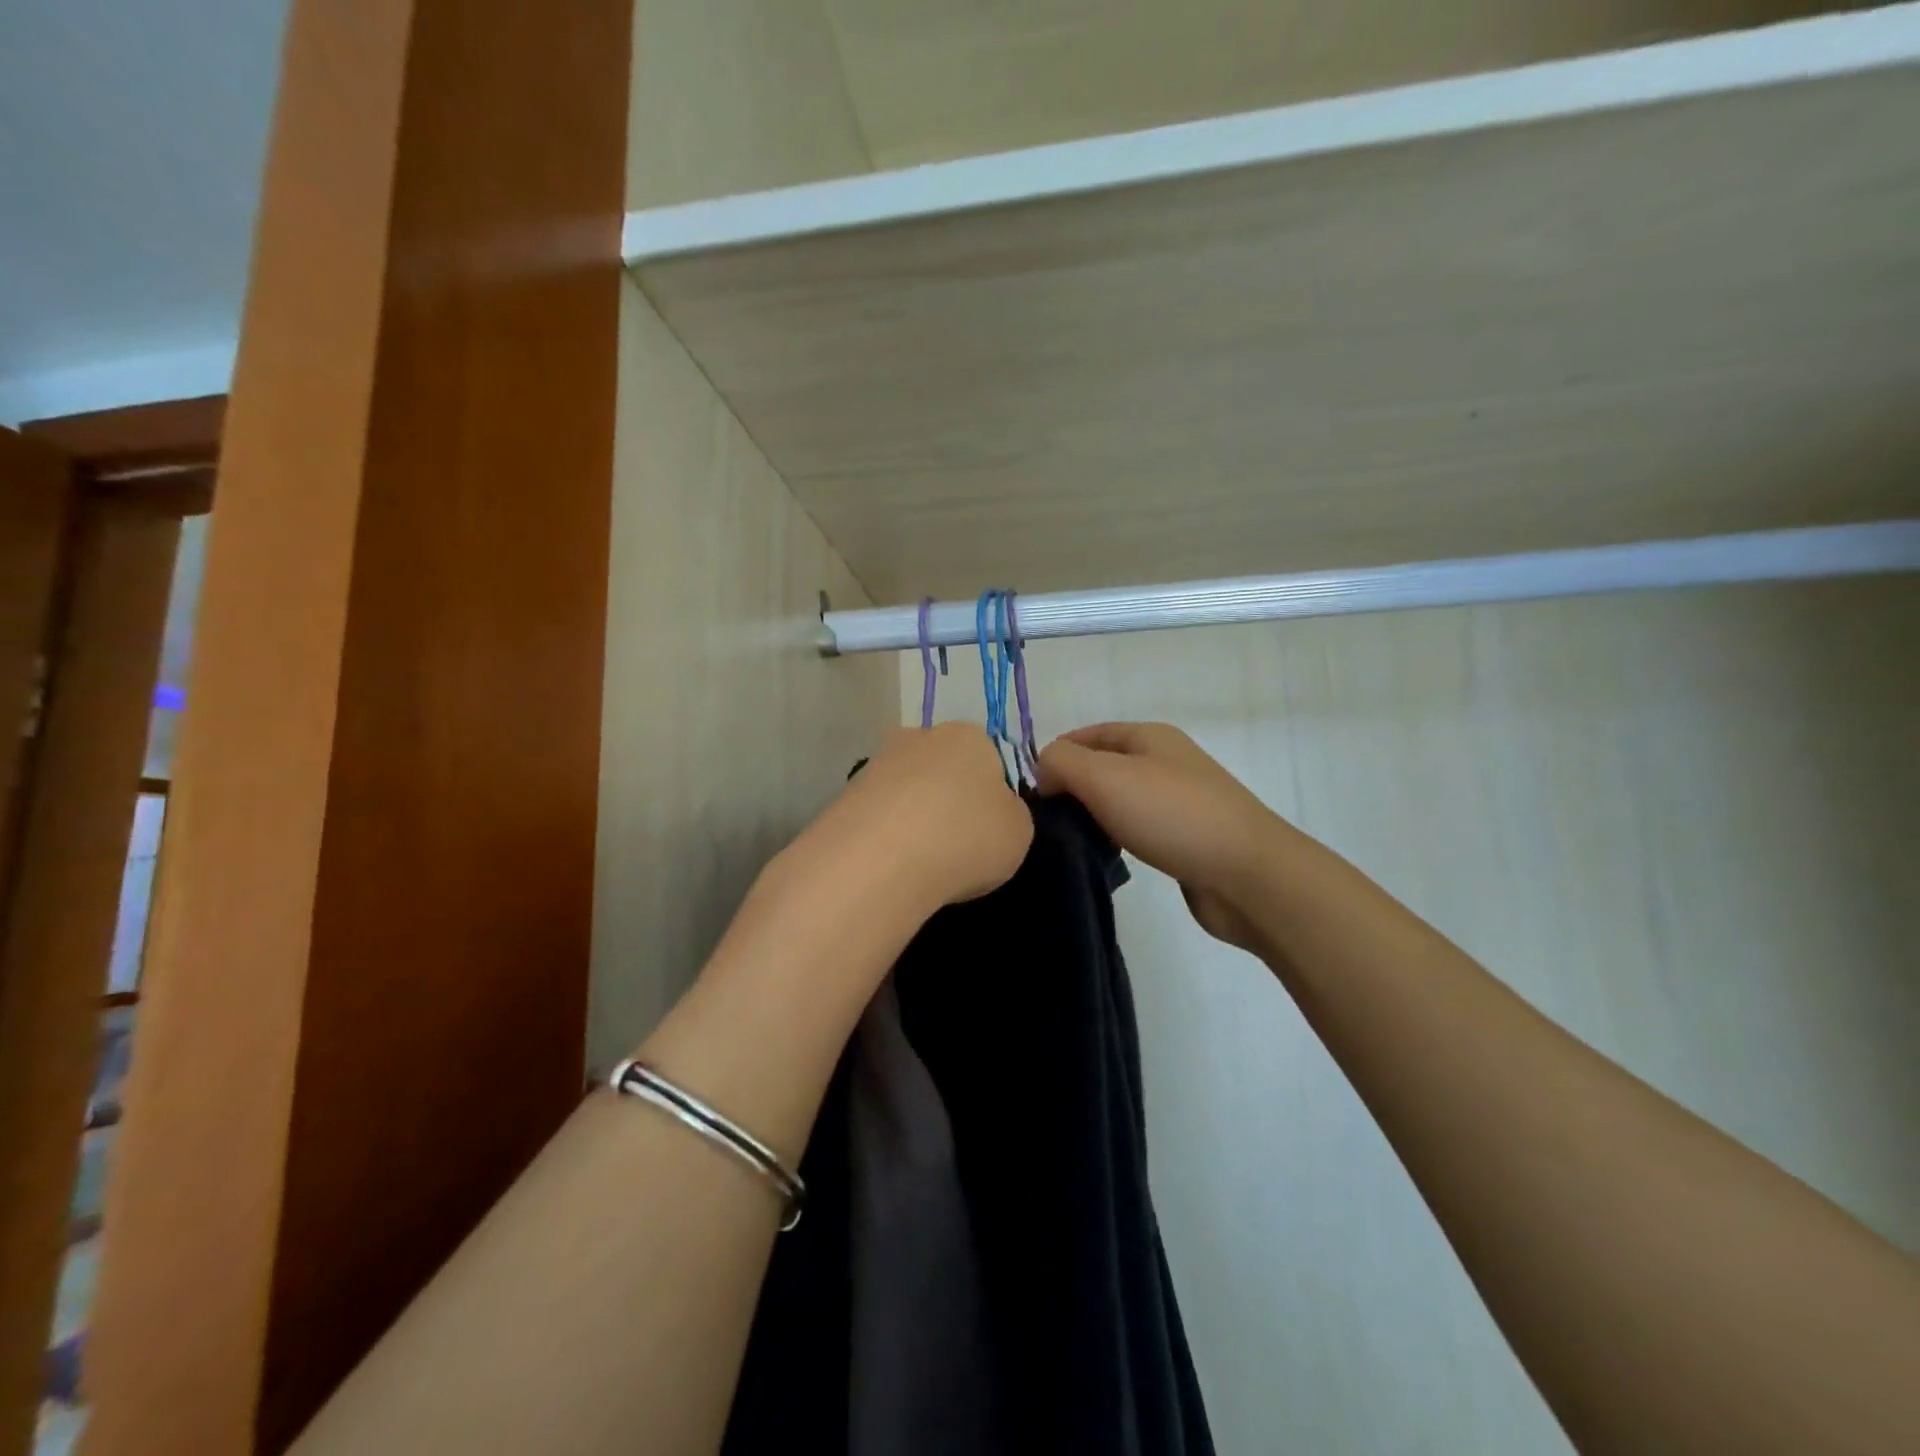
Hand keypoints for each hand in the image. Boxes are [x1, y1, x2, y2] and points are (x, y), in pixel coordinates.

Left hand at [787, 723, 1033, 913]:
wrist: (881, 859)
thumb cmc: (966, 837)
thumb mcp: (1019, 831)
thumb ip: (1010, 814)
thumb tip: (991, 813)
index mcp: (970, 736)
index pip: (990, 760)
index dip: (992, 798)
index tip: (989, 832)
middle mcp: (920, 736)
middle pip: (944, 771)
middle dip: (948, 803)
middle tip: (956, 848)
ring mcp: (876, 763)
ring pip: (907, 793)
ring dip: (914, 819)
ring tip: (921, 864)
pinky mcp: (844, 795)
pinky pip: (878, 817)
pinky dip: (886, 837)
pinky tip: (891, 865)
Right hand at [1037, 723, 1283, 952]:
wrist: (1247, 875)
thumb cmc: (1172, 815)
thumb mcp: (1105, 777)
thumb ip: (1062, 763)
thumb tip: (1044, 771)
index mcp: (1149, 736)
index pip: (1086, 734)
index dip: (1054, 756)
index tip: (1029, 794)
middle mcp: (1165, 761)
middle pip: (1102, 766)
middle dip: (1070, 787)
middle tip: (1042, 820)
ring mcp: (1179, 800)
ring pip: (1119, 799)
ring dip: (1092, 815)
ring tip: (1067, 840)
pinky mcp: (1186, 838)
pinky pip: (1138, 828)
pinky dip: (1117, 837)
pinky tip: (1104, 856)